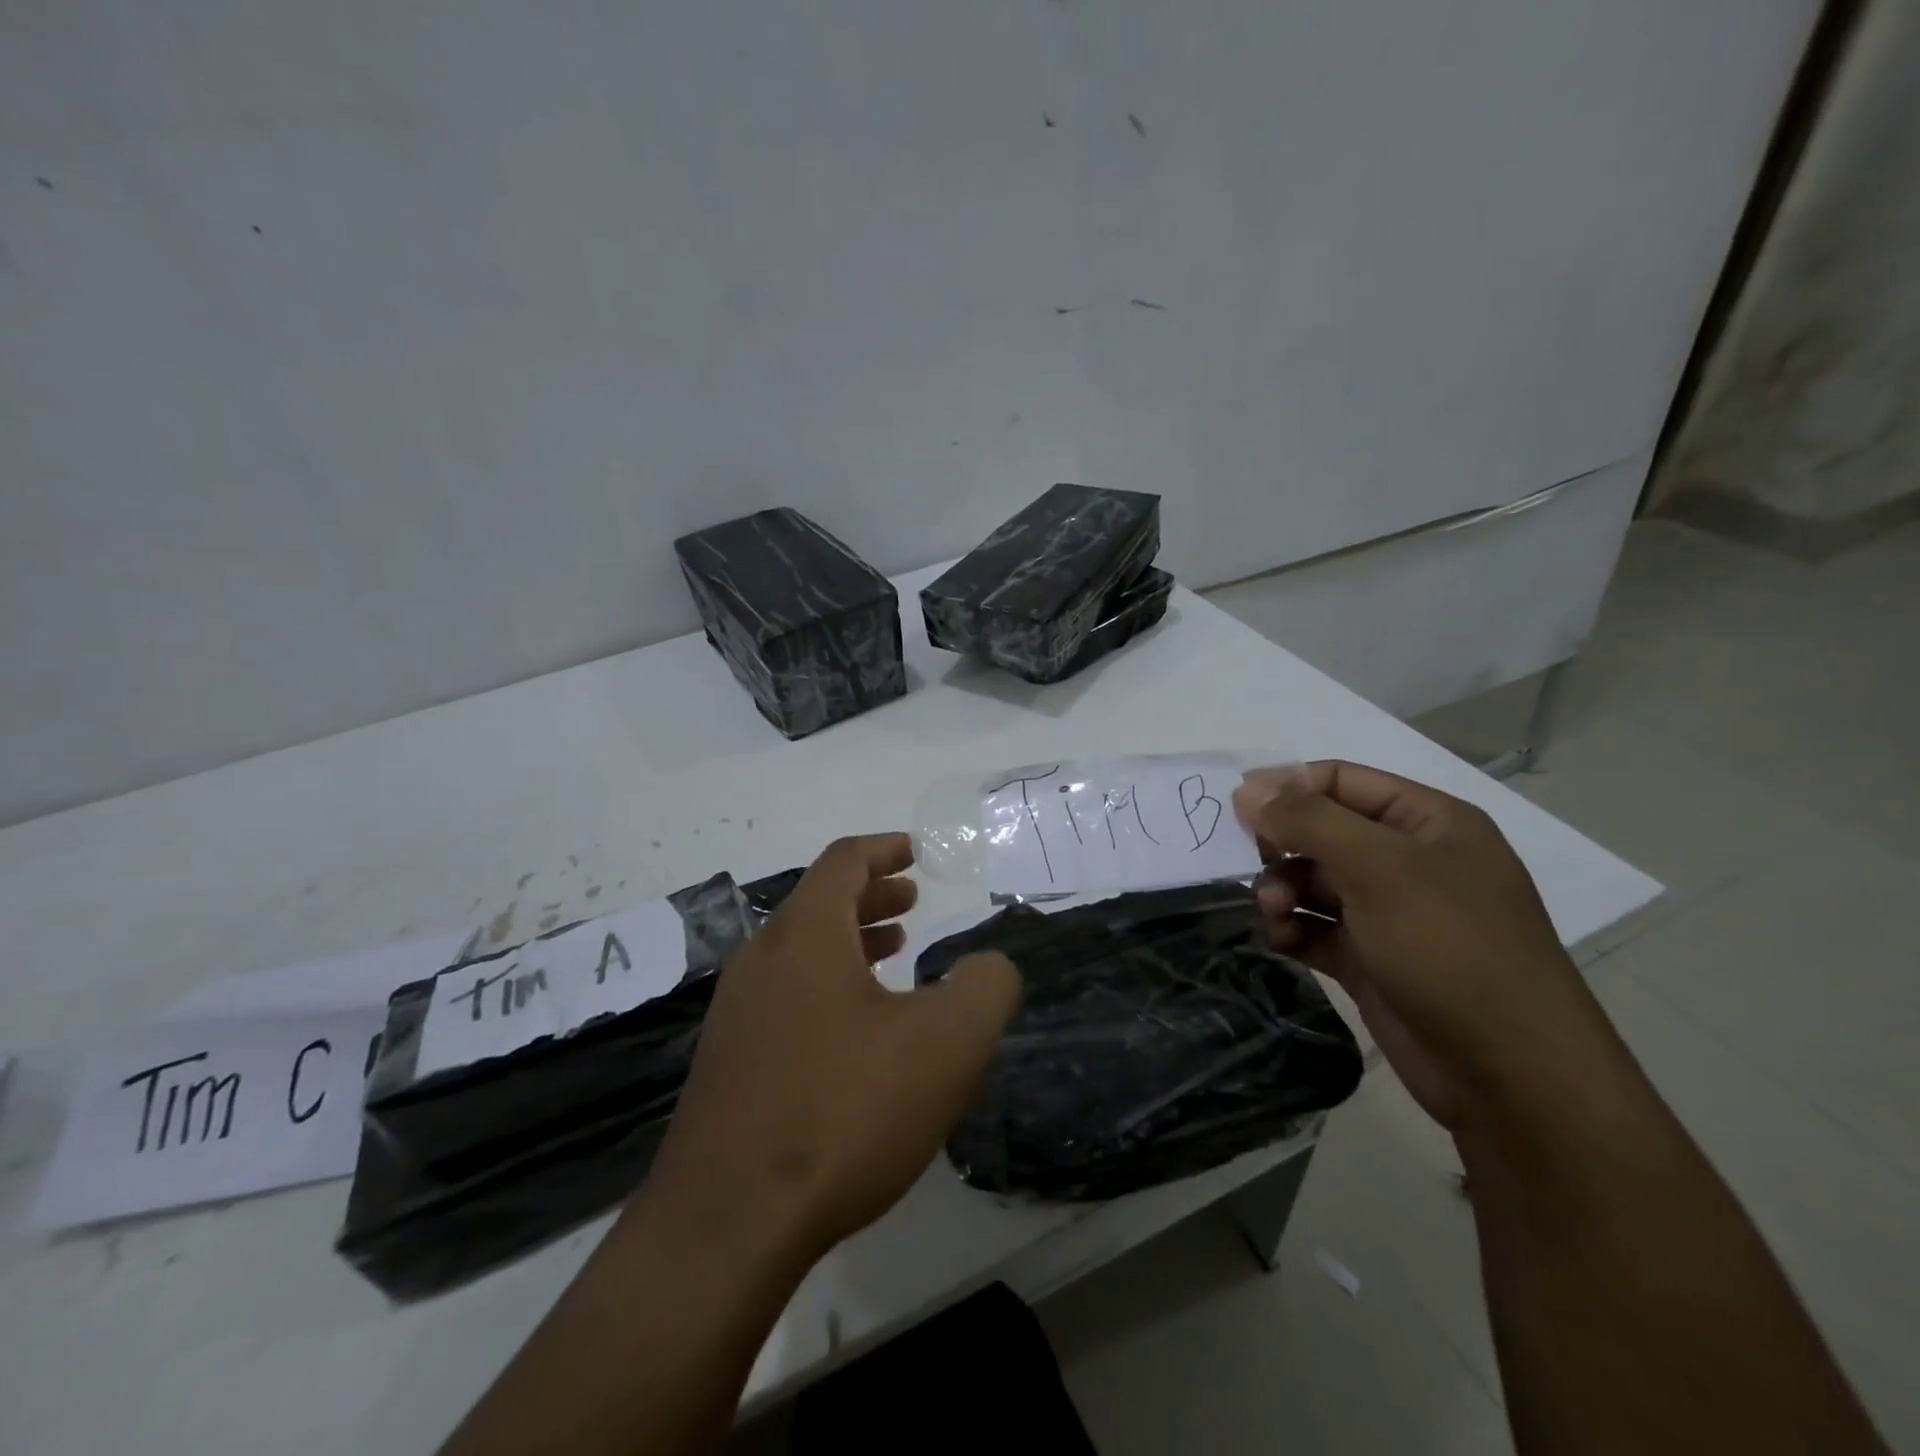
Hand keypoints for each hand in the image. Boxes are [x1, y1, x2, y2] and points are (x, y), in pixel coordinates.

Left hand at [636, 833, 1021, 1267]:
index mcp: (805, 934)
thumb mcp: (946, 1043)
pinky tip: (856, 1030)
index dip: (884, 849)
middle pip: (819, 902)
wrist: (728, 1224)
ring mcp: (735, 1012)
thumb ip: (984, 987)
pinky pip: (785, 995)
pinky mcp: (727, 1063)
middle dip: (870, 895)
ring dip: (849, 940)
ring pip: (800, 951)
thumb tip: (988, 966)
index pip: (843, 862)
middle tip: (911, 901)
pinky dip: (827, 985)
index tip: (915, 851)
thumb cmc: (843, 1110)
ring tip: (893, 953)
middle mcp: (761, 959)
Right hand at [1233, 761, 1623, 1129]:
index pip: (1341, 781)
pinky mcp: (1370, 960)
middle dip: (1282, 847)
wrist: (1510, 1077)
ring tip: (1274, 913)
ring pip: (1312, 882)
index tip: (1237, 809)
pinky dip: (1290, 930)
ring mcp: (1389, 913)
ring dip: (1281, 892)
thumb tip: (1246, 789)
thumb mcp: (1380, 869)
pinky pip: (1315, 929)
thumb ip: (1309, 821)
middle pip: (1321, 832)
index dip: (1288, 787)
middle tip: (1253, 867)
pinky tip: (1278, 941)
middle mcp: (1408, 861)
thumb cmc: (1451, 949)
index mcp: (1427, 822)